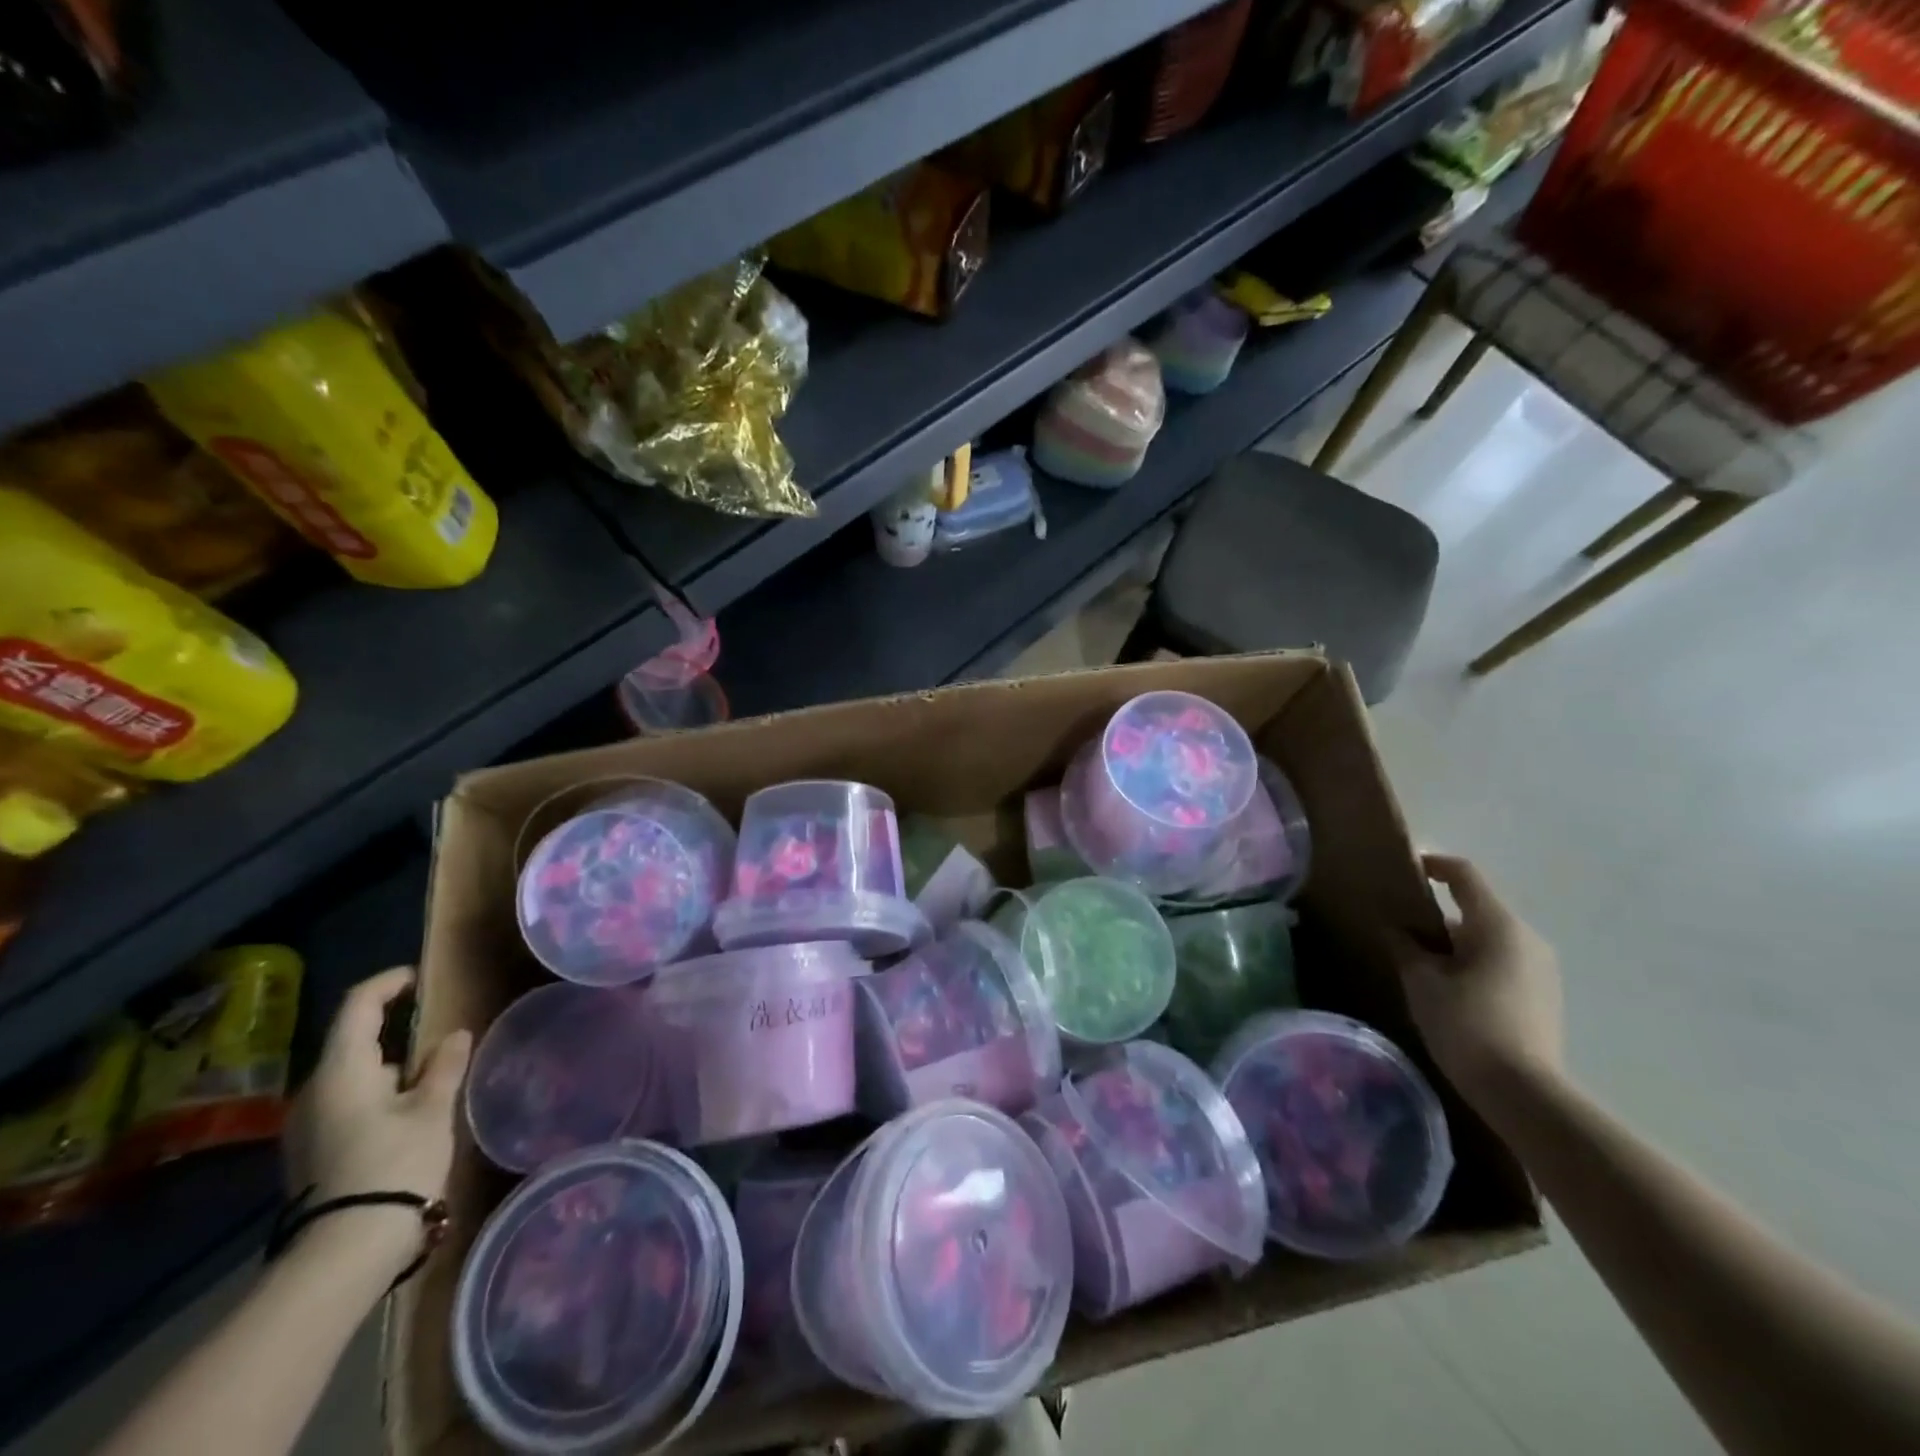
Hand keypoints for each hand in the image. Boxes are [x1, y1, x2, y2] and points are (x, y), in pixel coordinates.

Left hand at [283, 967, 471, 1272]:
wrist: (345, 1252)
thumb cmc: (395, 1165)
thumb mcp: (432, 1109)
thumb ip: (445, 1065)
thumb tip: (455, 1035)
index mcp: (342, 1070)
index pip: (358, 1005)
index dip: (389, 983)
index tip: (419, 978)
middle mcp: (314, 1090)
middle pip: (354, 1041)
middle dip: (396, 1029)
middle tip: (440, 1028)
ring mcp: (307, 1124)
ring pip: (352, 1074)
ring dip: (389, 1064)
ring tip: (434, 1071)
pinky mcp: (312, 1150)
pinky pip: (346, 1101)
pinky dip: (378, 1091)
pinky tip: (408, 1108)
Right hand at [1393, 853, 1563, 1107]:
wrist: (1523, 1093)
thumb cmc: (1466, 1025)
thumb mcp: (1422, 982)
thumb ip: (1406, 946)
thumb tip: (1395, 927)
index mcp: (1498, 926)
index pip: (1464, 876)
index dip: (1434, 865)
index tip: (1406, 869)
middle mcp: (1527, 938)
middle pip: (1476, 909)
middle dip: (1437, 915)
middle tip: (1400, 928)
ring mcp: (1541, 968)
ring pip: (1488, 938)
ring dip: (1454, 942)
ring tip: (1420, 963)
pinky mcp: (1544, 995)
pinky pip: (1501, 961)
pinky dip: (1472, 962)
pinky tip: (1449, 989)